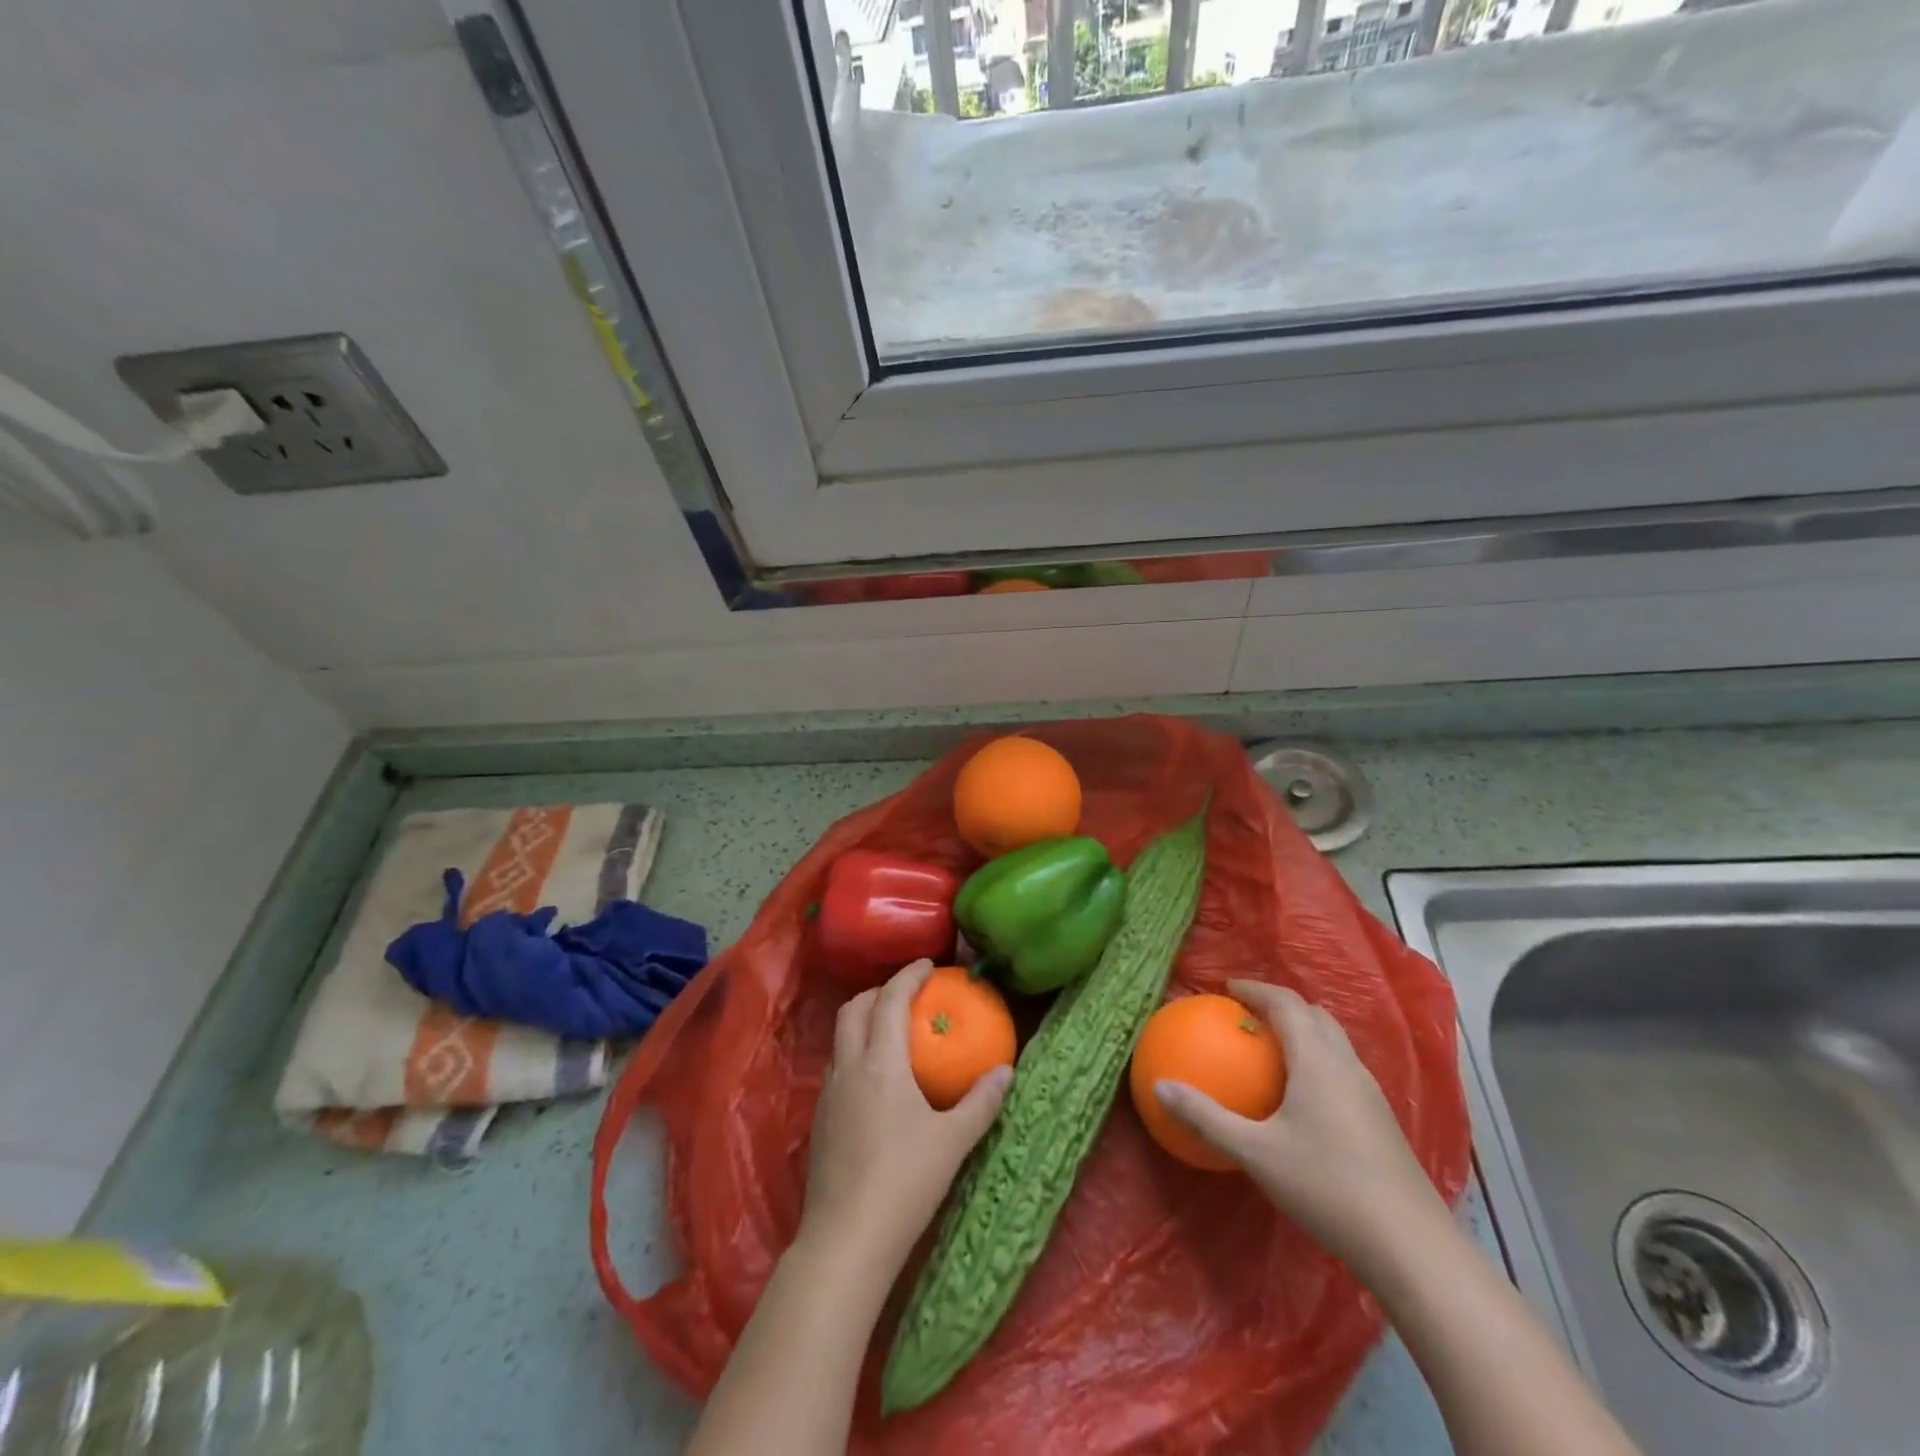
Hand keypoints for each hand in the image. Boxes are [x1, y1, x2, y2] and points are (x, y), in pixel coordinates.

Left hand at [799, 960, 1011, 1276]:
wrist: (846, 1240)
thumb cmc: (905, 1182)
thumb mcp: (953, 1142)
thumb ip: (981, 1102)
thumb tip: (1007, 1071)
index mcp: (880, 1063)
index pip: (890, 1000)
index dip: (908, 975)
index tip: (928, 964)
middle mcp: (849, 1067)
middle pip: (854, 1008)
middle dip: (878, 991)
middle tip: (907, 994)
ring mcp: (829, 1093)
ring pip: (840, 1036)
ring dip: (863, 1020)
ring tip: (891, 1031)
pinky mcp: (820, 1119)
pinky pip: (837, 1065)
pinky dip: (855, 1051)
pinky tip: (876, 1080)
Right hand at [1154, 980, 1448, 1276]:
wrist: (1412, 1247)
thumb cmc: (1327, 1186)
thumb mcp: (1256, 1153)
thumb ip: (1206, 1117)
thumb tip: (1159, 1087)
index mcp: (1318, 1060)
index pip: (1287, 1004)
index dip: (1256, 989)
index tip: (1227, 988)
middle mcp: (1347, 1066)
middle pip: (1316, 1016)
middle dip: (1281, 1006)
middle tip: (1248, 1015)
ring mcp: (1371, 1094)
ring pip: (1335, 1043)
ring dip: (1304, 1033)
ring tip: (1272, 1049)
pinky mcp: (1382, 1122)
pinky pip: (1343, 1070)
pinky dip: (1318, 1061)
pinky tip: (1302, 1098)